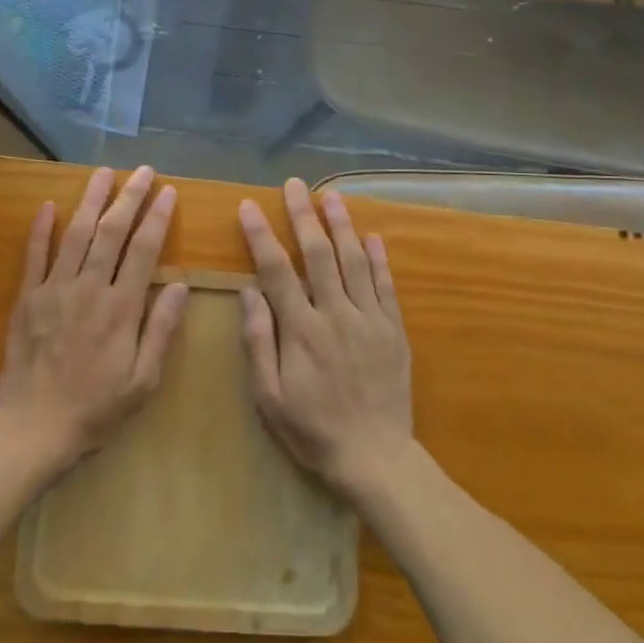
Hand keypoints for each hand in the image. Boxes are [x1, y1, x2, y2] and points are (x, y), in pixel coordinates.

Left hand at [0, 166, 186, 474]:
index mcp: (120, 308)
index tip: (168, 192)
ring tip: (103, 173)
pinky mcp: (27, 299)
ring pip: (75, 234)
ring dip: (91, 200)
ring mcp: (54, 290)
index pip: (143, 249)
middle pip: (111, 232)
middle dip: (129, 197)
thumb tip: (181, 286)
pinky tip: (49, 205)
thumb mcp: (143, 382)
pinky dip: (41, 229)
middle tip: (142, 171)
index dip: (157, 217)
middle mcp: (88, 288)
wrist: (32, 431)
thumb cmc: (95, 410)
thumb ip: (161, 330)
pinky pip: (34, 256)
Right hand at [238, 179, 412, 499]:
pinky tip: (371, 236)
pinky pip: (386, 285)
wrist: (376, 458)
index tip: (250, 206)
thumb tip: (249, 292)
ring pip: (354, 261)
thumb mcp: (270, 398)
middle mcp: (336, 315)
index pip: (277, 271)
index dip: (262, 236)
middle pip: (318, 254)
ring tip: (331, 195)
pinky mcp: (394, 329)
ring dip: (341, 225)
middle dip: (303, 216)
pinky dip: (378, 258)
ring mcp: (370, 319)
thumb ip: (259, 342)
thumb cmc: (314, 430)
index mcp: (302, 331)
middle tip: (293, 184)